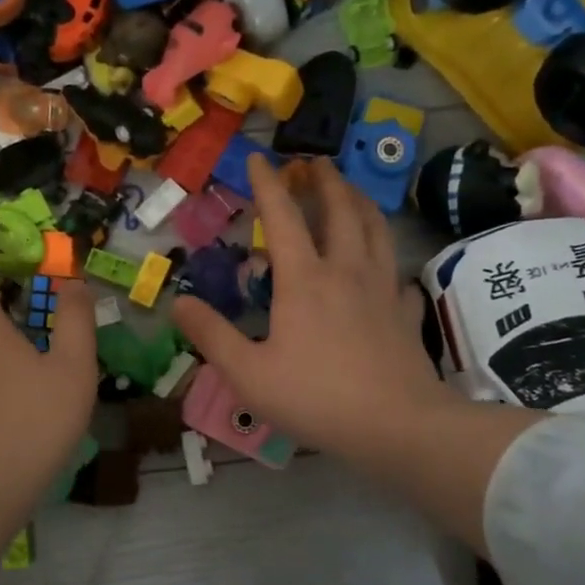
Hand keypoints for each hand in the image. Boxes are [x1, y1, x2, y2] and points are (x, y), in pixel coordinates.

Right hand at [171, 158, 451, 465]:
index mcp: (304, 279)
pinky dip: (390, 264)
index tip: (258, 158)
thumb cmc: (315, 398)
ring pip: (377, 230)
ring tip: (352, 193)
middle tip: (314, 163)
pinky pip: (400, 277)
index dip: (266, 184)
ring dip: (361, 203)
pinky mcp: (407, 314)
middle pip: (340, 209)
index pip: (281, 217)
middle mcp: (346, 270)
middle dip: (325, 180)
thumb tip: (177, 301)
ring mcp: (383, 289)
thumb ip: (211, 335)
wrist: (396, 425)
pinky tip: (388, 273)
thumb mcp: (247, 373)